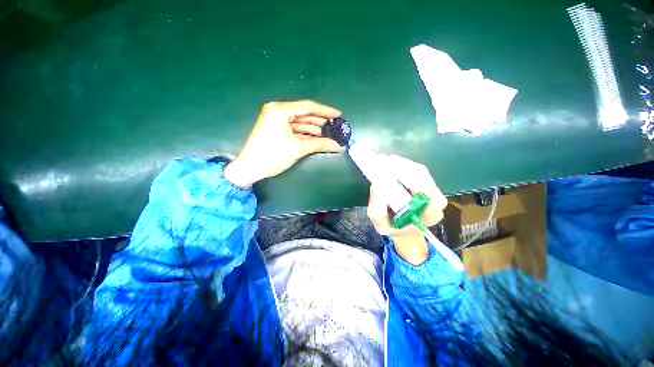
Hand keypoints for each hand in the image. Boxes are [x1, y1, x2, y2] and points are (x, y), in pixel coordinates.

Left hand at [224, 100, 343, 187]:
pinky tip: (317, 138)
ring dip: (314, 129)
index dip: (325, 111)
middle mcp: (278, 111)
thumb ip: (319, 144)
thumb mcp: (298, 148)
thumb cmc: (273, 155)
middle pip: (304, 114)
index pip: (308, 107)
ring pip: (300, 123)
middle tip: (335, 126)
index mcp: (280, 110)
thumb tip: (338, 146)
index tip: (339, 115)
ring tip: (329, 134)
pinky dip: (305, 134)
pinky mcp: (276, 129)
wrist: (250, 168)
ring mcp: (276, 120)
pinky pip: (294, 129)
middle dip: (320, 122)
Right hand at [366, 155, 447, 264]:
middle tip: (379, 161)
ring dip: (399, 163)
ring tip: (381, 161)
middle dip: (399, 165)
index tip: (384, 168)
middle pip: (420, 173)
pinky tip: (389, 164)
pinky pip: (415, 169)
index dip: (403, 174)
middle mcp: (437, 198)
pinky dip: (401, 164)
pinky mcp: (428, 183)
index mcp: (430, 212)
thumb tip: (377, 184)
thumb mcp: (380, 225)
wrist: (405, 230)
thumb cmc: (394, 228)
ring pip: (417, 169)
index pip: (422, 186)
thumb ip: (378, 209)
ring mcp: (434, 189)